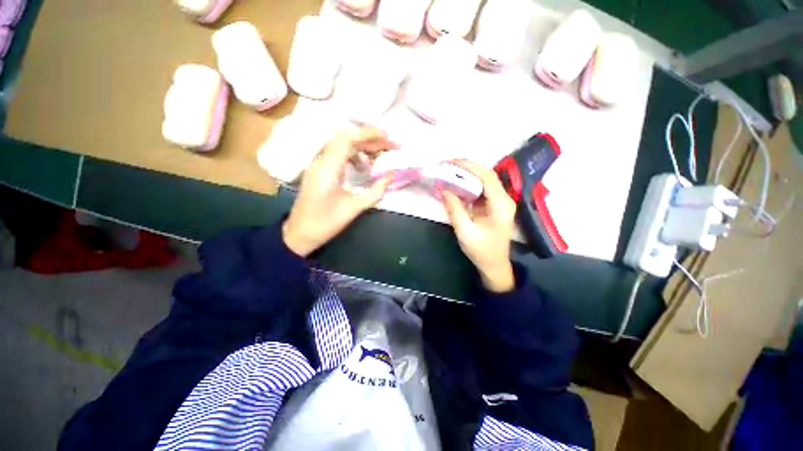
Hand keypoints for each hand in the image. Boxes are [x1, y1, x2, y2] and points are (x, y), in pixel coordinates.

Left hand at [282, 127, 396, 256]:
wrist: (300, 234)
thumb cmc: (327, 222)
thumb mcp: (355, 208)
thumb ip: (376, 190)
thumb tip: (391, 174)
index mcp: (328, 167)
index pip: (348, 139)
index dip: (369, 134)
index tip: (388, 136)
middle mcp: (321, 160)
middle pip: (346, 138)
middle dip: (369, 139)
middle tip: (389, 146)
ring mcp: (318, 165)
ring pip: (342, 146)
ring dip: (362, 147)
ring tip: (378, 157)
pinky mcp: (319, 171)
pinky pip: (338, 155)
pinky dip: (353, 156)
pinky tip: (362, 168)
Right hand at [441, 160, 516, 291]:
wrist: (494, 265)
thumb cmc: (481, 250)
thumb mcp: (464, 230)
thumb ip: (454, 208)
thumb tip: (443, 188)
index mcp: (500, 205)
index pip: (487, 177)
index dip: (470, 167)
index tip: (452, 162)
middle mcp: (505, 199)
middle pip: (488, 175)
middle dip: (468, 168)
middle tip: (448, 165)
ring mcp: (501, 202)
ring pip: (486, 180)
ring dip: (469, 174)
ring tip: (451, 171)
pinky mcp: (495, 205)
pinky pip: (483, 189)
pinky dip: (470, 184)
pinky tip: (458, 183)